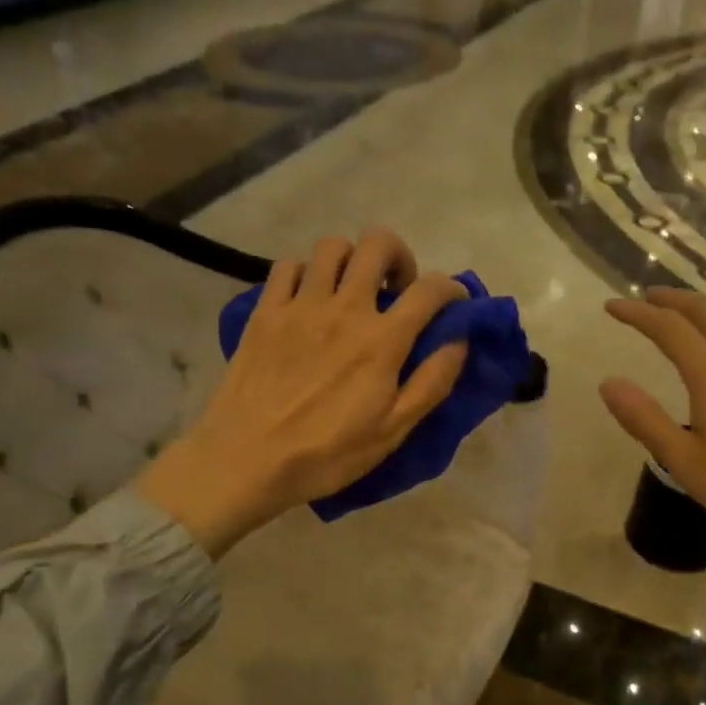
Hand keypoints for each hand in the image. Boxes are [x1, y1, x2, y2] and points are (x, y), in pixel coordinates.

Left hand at [136, 230, 468, 556]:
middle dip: (399, 257)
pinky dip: (305, 272)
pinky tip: (308, 298)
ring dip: (352, 260)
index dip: (452, 288)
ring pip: (332, 248)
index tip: (454, 302)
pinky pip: (288, 266)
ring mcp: (300, 305)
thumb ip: (431, 382)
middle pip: (378, 245)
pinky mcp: (265, 312)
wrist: (247, 459)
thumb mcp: (393, 431)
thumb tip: (458, 340)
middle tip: (397, 289)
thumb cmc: (326, 453)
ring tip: (351, 289)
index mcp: (382, 340)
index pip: (430, 290)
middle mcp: (344, 308)